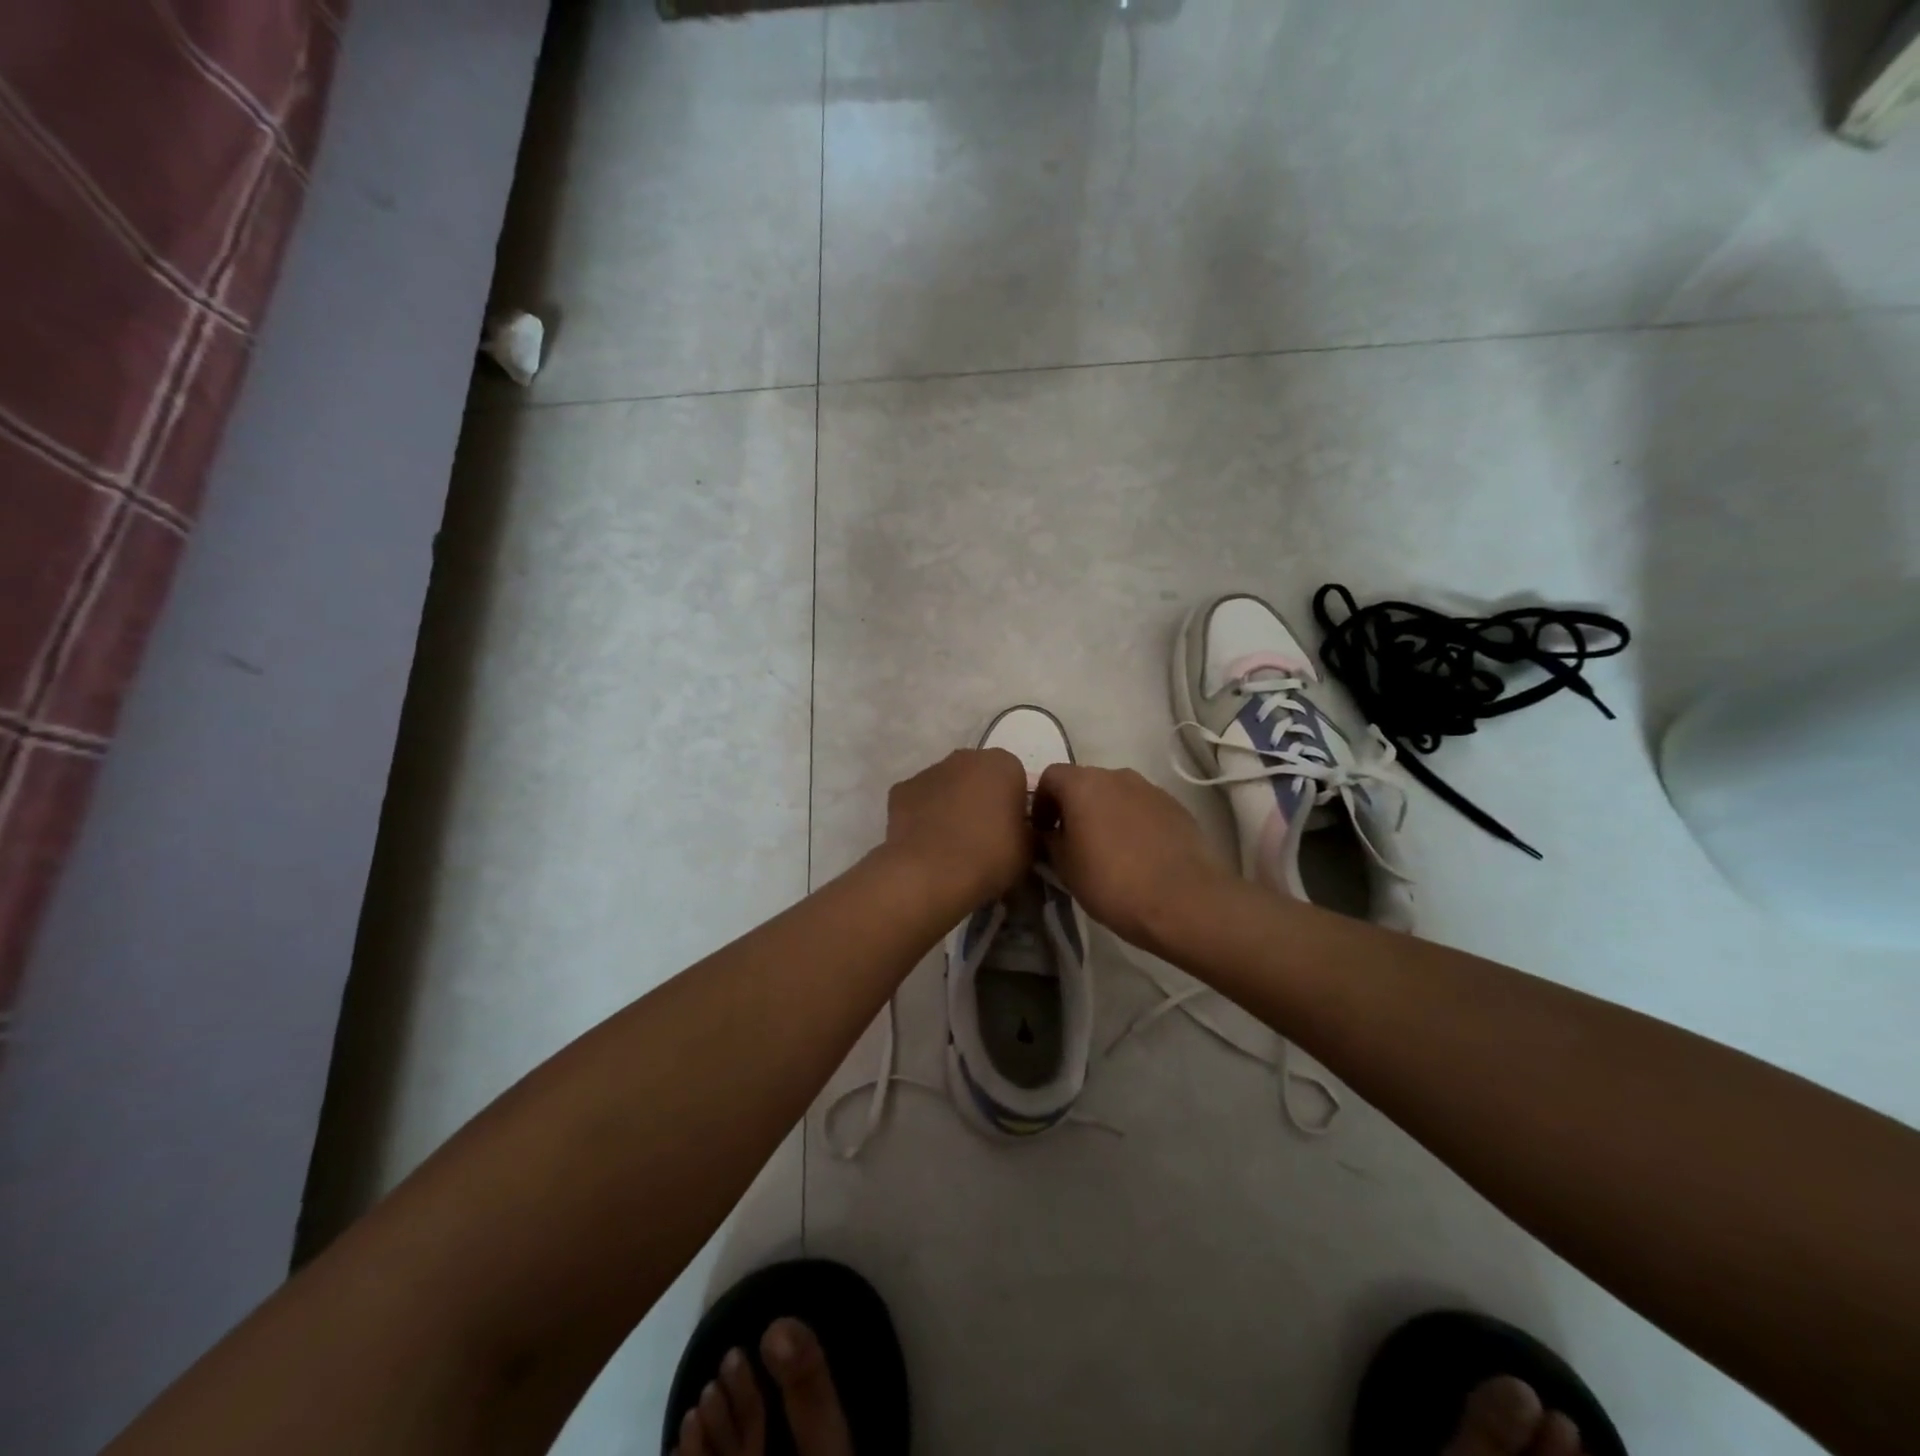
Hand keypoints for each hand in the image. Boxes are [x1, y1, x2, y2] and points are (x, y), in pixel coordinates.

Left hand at [882, 748, 1033, 907]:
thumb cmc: (990, 856)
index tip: (1012, 831)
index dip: (1015, 805)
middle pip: (979, 776)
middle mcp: (965, 757)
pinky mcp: (900, 790)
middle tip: (984, 836)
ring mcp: (929, 771)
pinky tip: (927, 843)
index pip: (1016, 779)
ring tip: (952, 844)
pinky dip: (923, 816)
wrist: (931, 873)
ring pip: (947, 785)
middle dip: (982, 798)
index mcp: (1003, 764)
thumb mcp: (1029, 850)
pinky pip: (920, 801)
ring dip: (952, 805)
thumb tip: (1023, 832)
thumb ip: (1030, 831)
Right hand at [1036, 764, 1234, 951]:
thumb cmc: (1113, 884)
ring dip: (1104, 812)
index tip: (1042, 830)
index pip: (1050, 776)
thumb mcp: (1065, 869)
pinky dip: (1131, 821)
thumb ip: (1050, 842)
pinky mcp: (1175, 806)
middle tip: (1071, 840)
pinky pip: (1141, 807)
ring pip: (1116, 793)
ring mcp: (1150, 789)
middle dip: (1073, 806)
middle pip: (1085, 781)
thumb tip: (1048, 834)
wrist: (1185, 902)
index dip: (1041, 802)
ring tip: (1106, 848)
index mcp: (1083, 784)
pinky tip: (1136, 853)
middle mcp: (1116, 776)